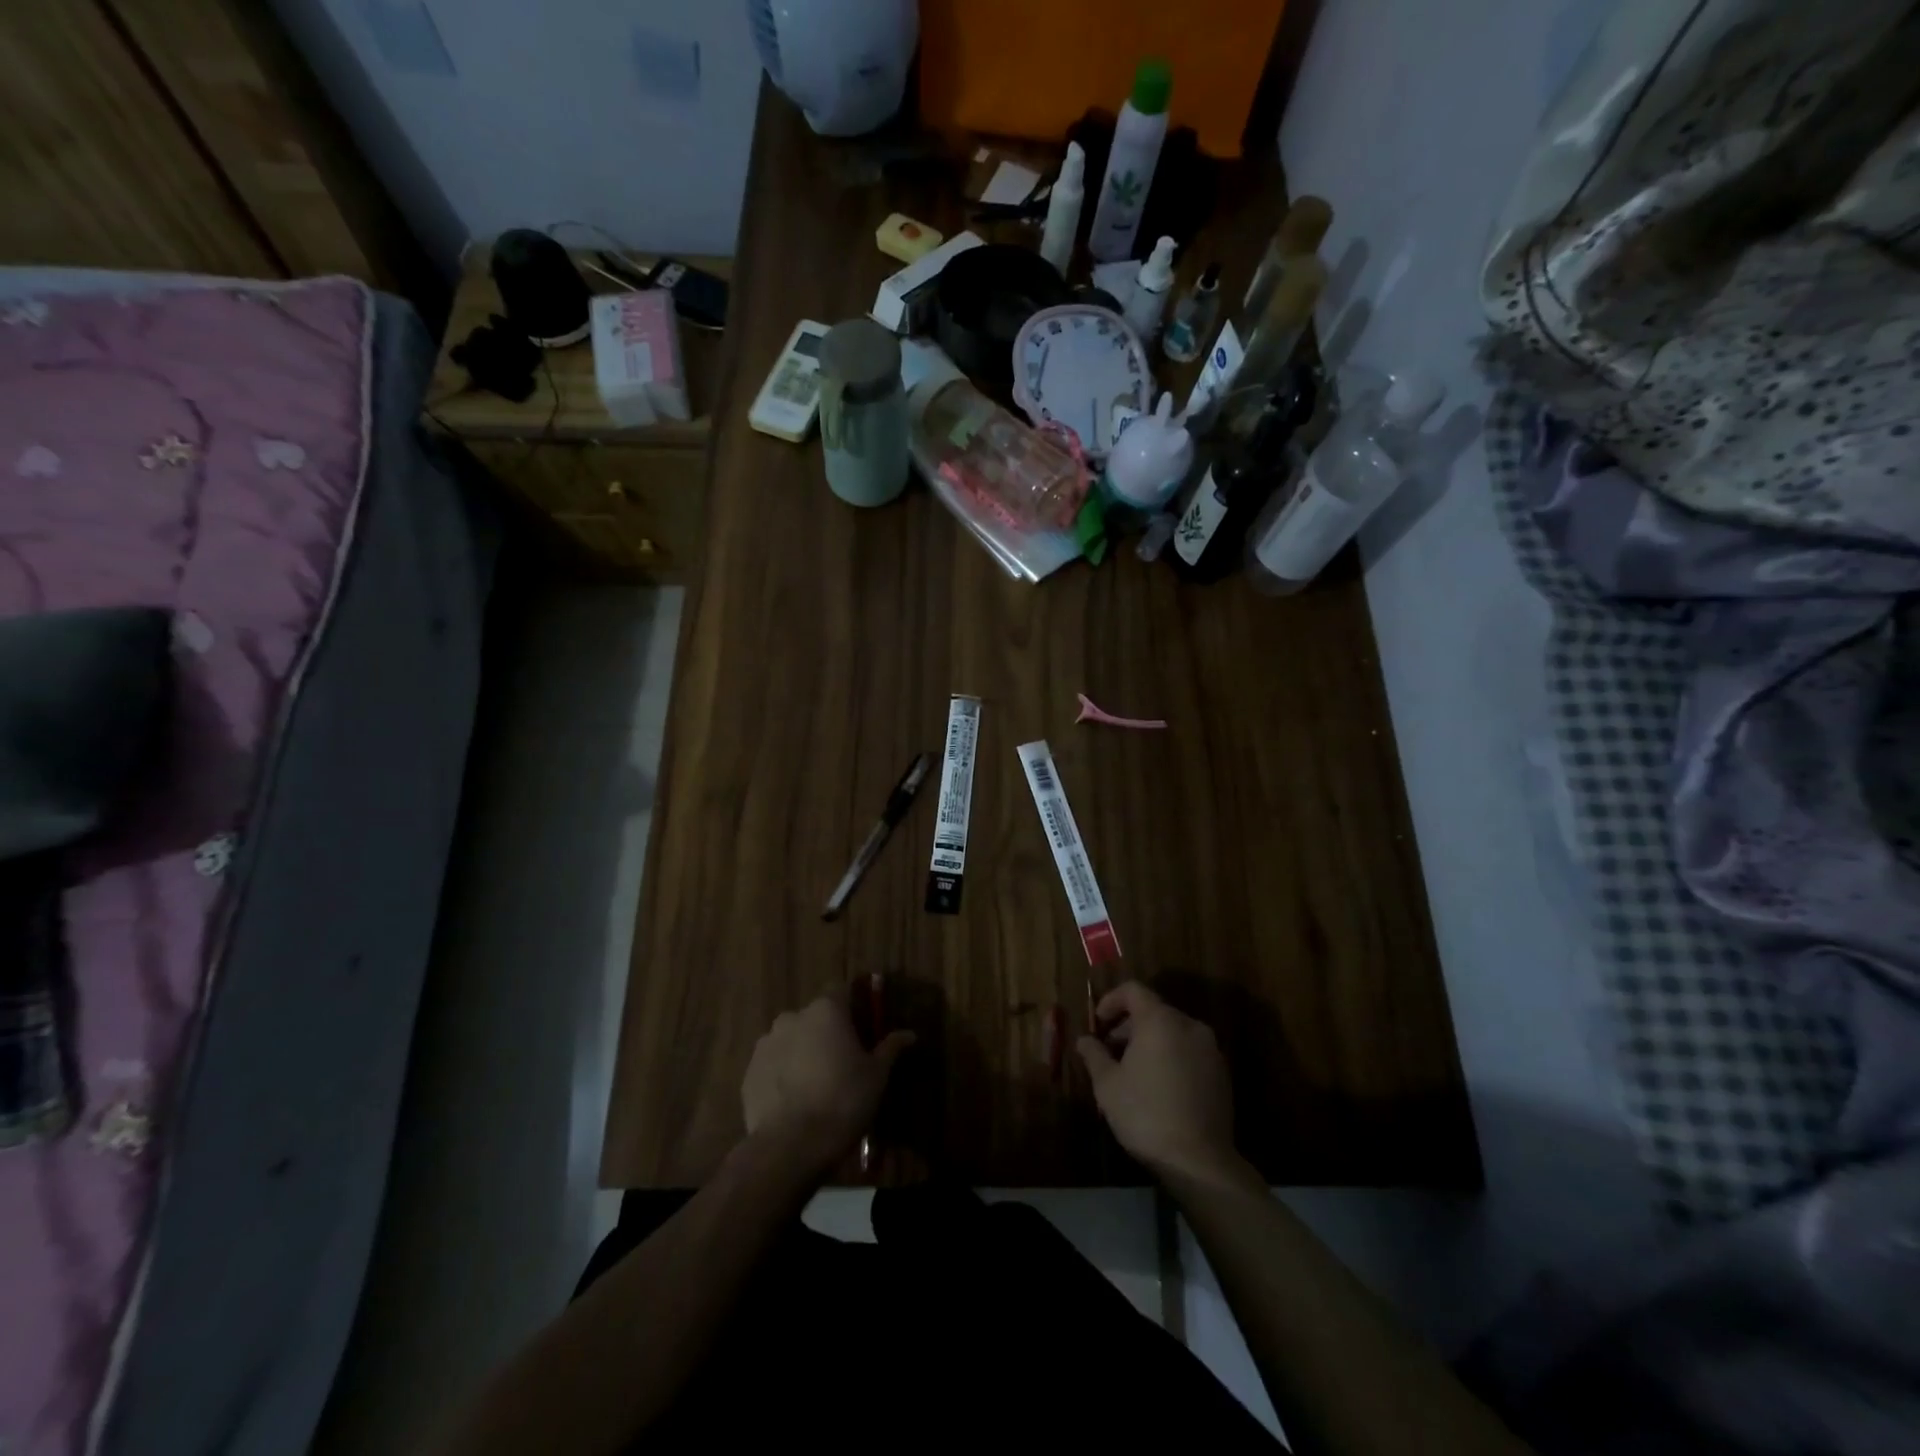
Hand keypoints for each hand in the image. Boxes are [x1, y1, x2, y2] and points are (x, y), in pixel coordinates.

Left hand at [742, 995, 913, 1173]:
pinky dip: (783, 1074)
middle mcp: (792, 1017)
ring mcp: (766, 1044)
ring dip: (802, 1052)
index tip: (862, 1029)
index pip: (841, 991)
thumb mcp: (876, 1075)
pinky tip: (795, 1101)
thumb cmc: (843, 1101)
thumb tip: (909, 1034)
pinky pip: (773, 1065)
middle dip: (826, 1032)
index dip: (853, 1007)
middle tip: (841, 1062)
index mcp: (826, 1010)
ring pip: (791, 1040)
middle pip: (815, 1017)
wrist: (791, 1146)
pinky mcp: (750, 1072)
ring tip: (815, 1085)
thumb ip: (890, 1048)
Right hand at [1078, 982, 1237, 1181]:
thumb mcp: (1108, 1084)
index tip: (1098, 1023)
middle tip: (1110, 1050)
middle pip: (1154, 1010)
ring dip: (1150, 1041)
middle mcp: (1189, 1026)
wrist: (1199, 1161)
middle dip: (1129, 1025)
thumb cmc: (1145, 1114)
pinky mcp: (1222, 1073)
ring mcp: (1210, 1049)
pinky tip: (1159, 1085)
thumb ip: (1094, 1055)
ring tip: (1132, 1070)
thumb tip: (1084, 1040)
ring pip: (1173, 1031)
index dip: (1111, 1000)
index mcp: (1160, 1020)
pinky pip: (1190, 1051)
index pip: (1133, 990)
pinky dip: (1171, 1056)